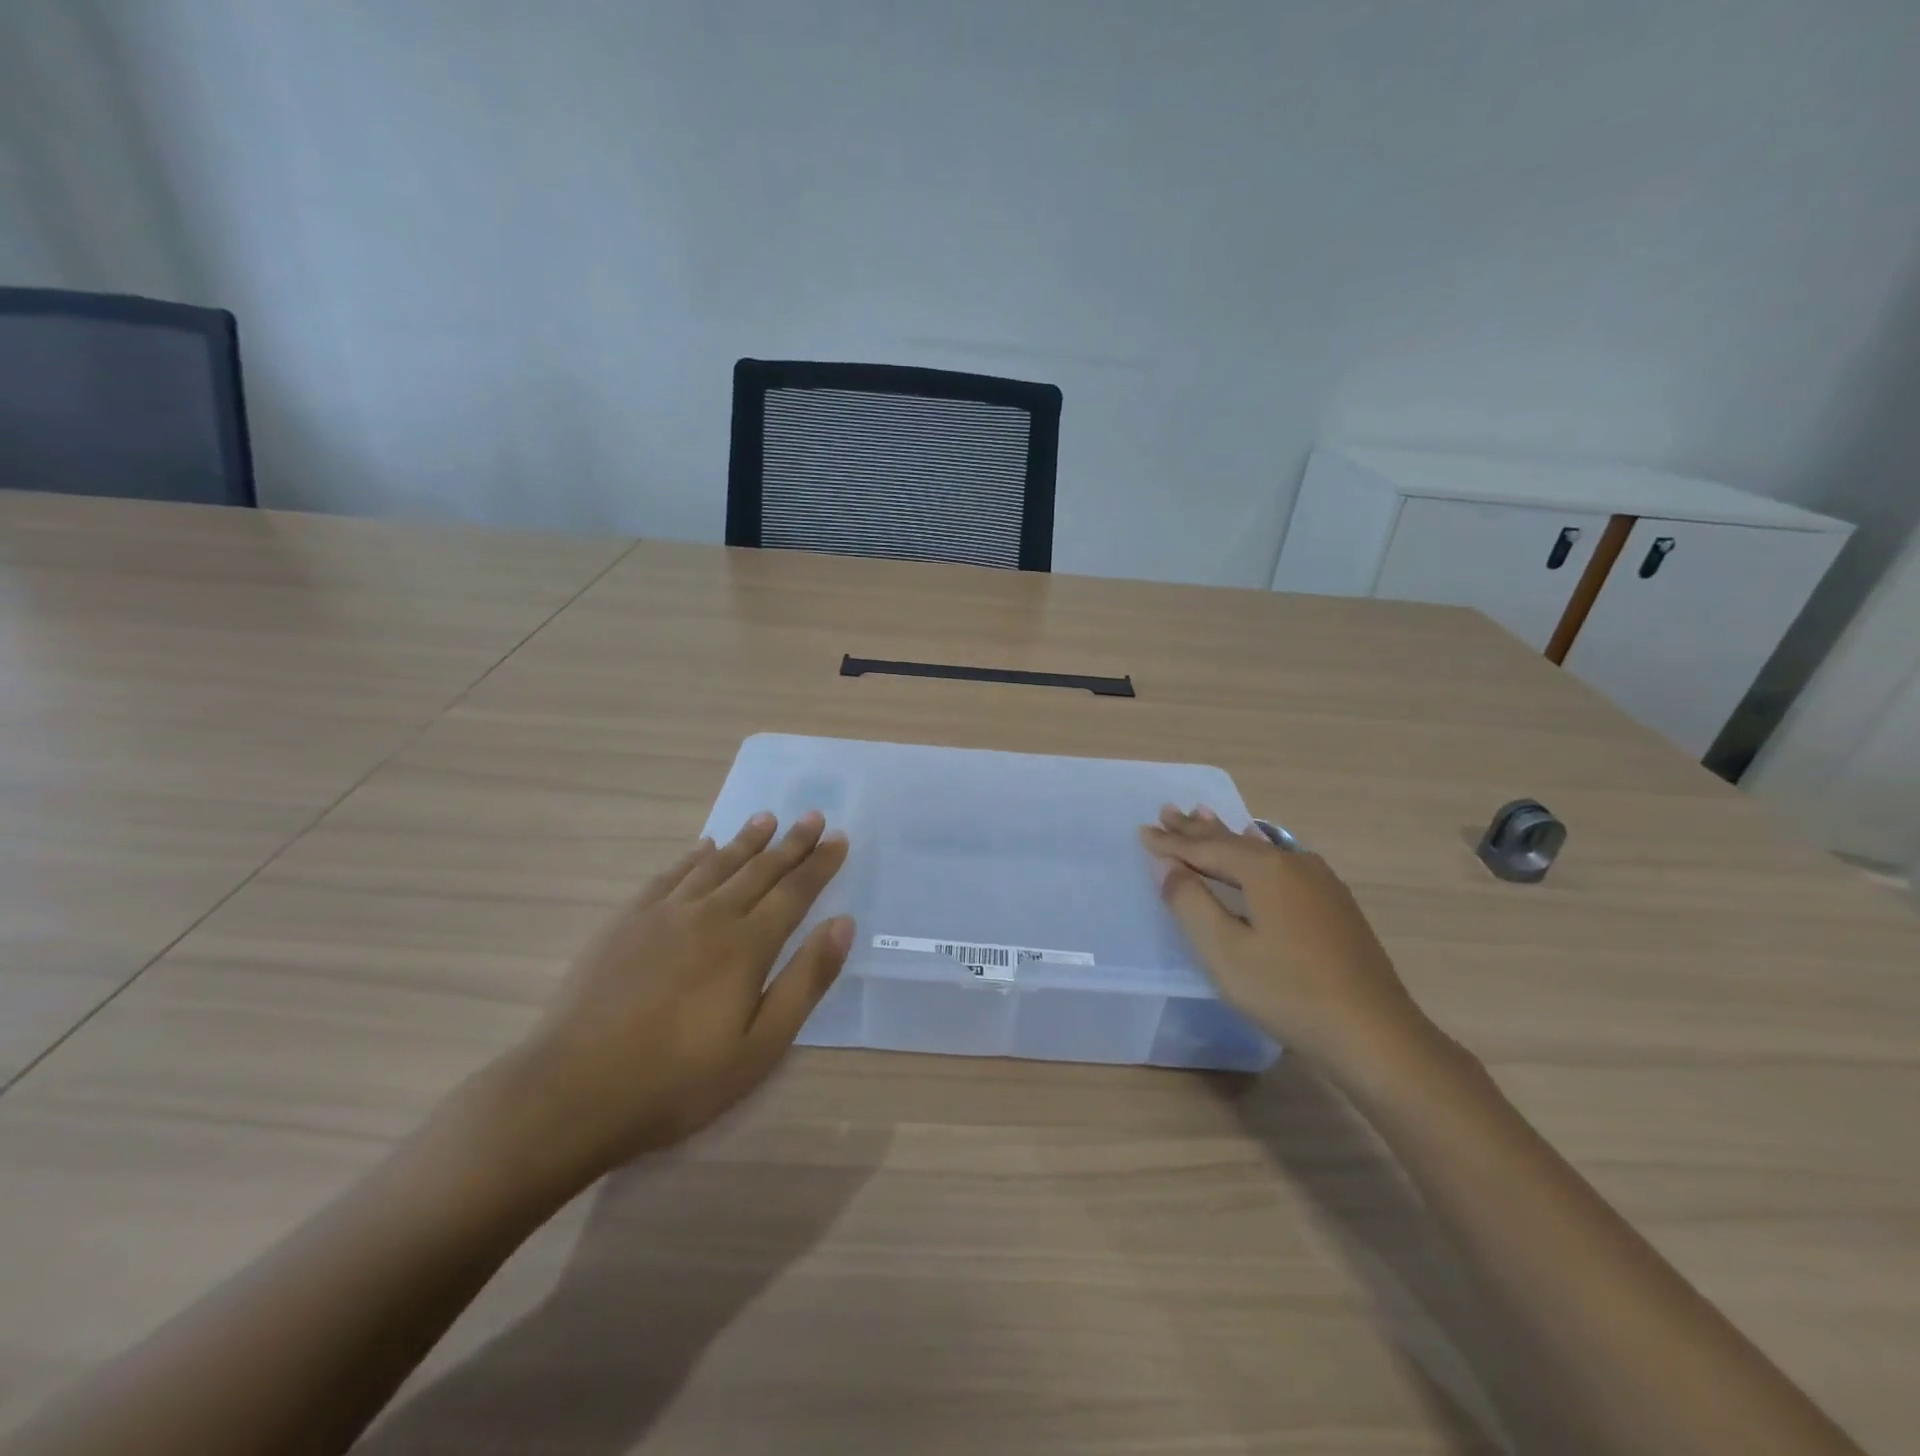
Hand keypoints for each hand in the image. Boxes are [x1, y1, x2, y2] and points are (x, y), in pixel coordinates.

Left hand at [481, 811, 852, 1192]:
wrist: (572, 1092)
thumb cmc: (678, 1080)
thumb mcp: (760, 1047)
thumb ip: (805, 981)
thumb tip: (843, 923)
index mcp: (747, 945)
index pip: (794, 892)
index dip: (820, 864)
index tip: (839, 837)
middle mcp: (709, 916)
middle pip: (759, 870)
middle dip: (791, 843)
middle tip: (813, 816)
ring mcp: (663, 915)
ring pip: (715, 864)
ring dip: (746, 840)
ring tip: (767, 818)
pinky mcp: (626, 922)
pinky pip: (670, 876)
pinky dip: (693, 857)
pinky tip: (702, 848)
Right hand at [1140, 806, 1434, 1081]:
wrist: (1375, 1034)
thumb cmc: (1288, 992)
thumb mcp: (1225, 951)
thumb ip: (1191, 903)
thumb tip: (1169, 867)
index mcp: (1265, 870)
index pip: (1206, 850)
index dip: (1171, 843)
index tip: (1142, 831)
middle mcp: (1294, 864)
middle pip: (1233, 842)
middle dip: (1197, 829)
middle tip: (1168, 810)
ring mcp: (1320, 883)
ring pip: (1260, 850)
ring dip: (1226, 835)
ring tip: (1204, 814)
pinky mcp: (1335, 904)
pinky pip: (1282, 862)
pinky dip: (1256, 850)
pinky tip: (1261, 846)